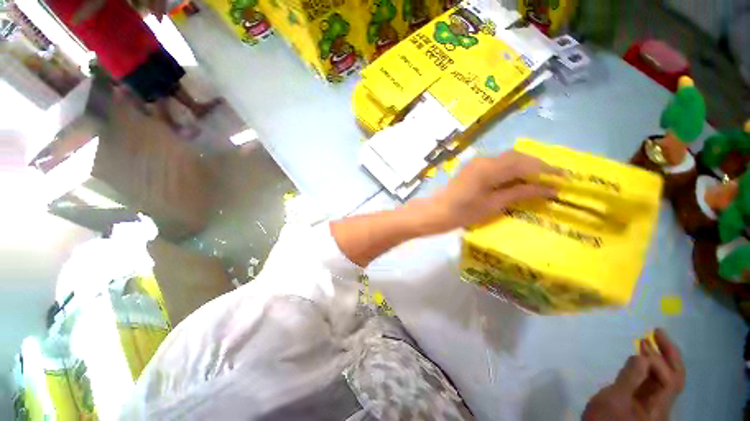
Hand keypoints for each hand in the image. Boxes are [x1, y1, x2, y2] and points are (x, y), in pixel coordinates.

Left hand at [413, 151, 559, 233]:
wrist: (436, 212)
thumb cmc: (462, 212)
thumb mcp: (493, 204)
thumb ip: (520, 193)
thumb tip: (549, 189)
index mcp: (489, 168)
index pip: (524, 163)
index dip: (546, 170)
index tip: (564, 178)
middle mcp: (484, 159)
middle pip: (517, 157)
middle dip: (537, 167)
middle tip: (553, 180)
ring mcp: (477, 162)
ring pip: (508, 159)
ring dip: (525, 167)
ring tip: (539, 181)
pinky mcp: (473, 168)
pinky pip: (498, 164)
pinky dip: (512, 170)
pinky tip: (518, 180)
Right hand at [583, 328, 685, 420]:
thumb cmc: (605, 418)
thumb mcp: (614, 399)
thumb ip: (629, 378)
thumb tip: (642, 356)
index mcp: (659, 408)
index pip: (670, 381)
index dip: (659, 362)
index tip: (641, 345)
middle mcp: (662, 405)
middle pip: (673, 378)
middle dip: (668, 354)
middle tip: (657, 331)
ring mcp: (653, 403)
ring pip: (663, 378)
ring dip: (658, 357)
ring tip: (648, 339)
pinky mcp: (642, 400)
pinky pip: (652, 380)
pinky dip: (648, 365)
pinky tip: (641, 355)